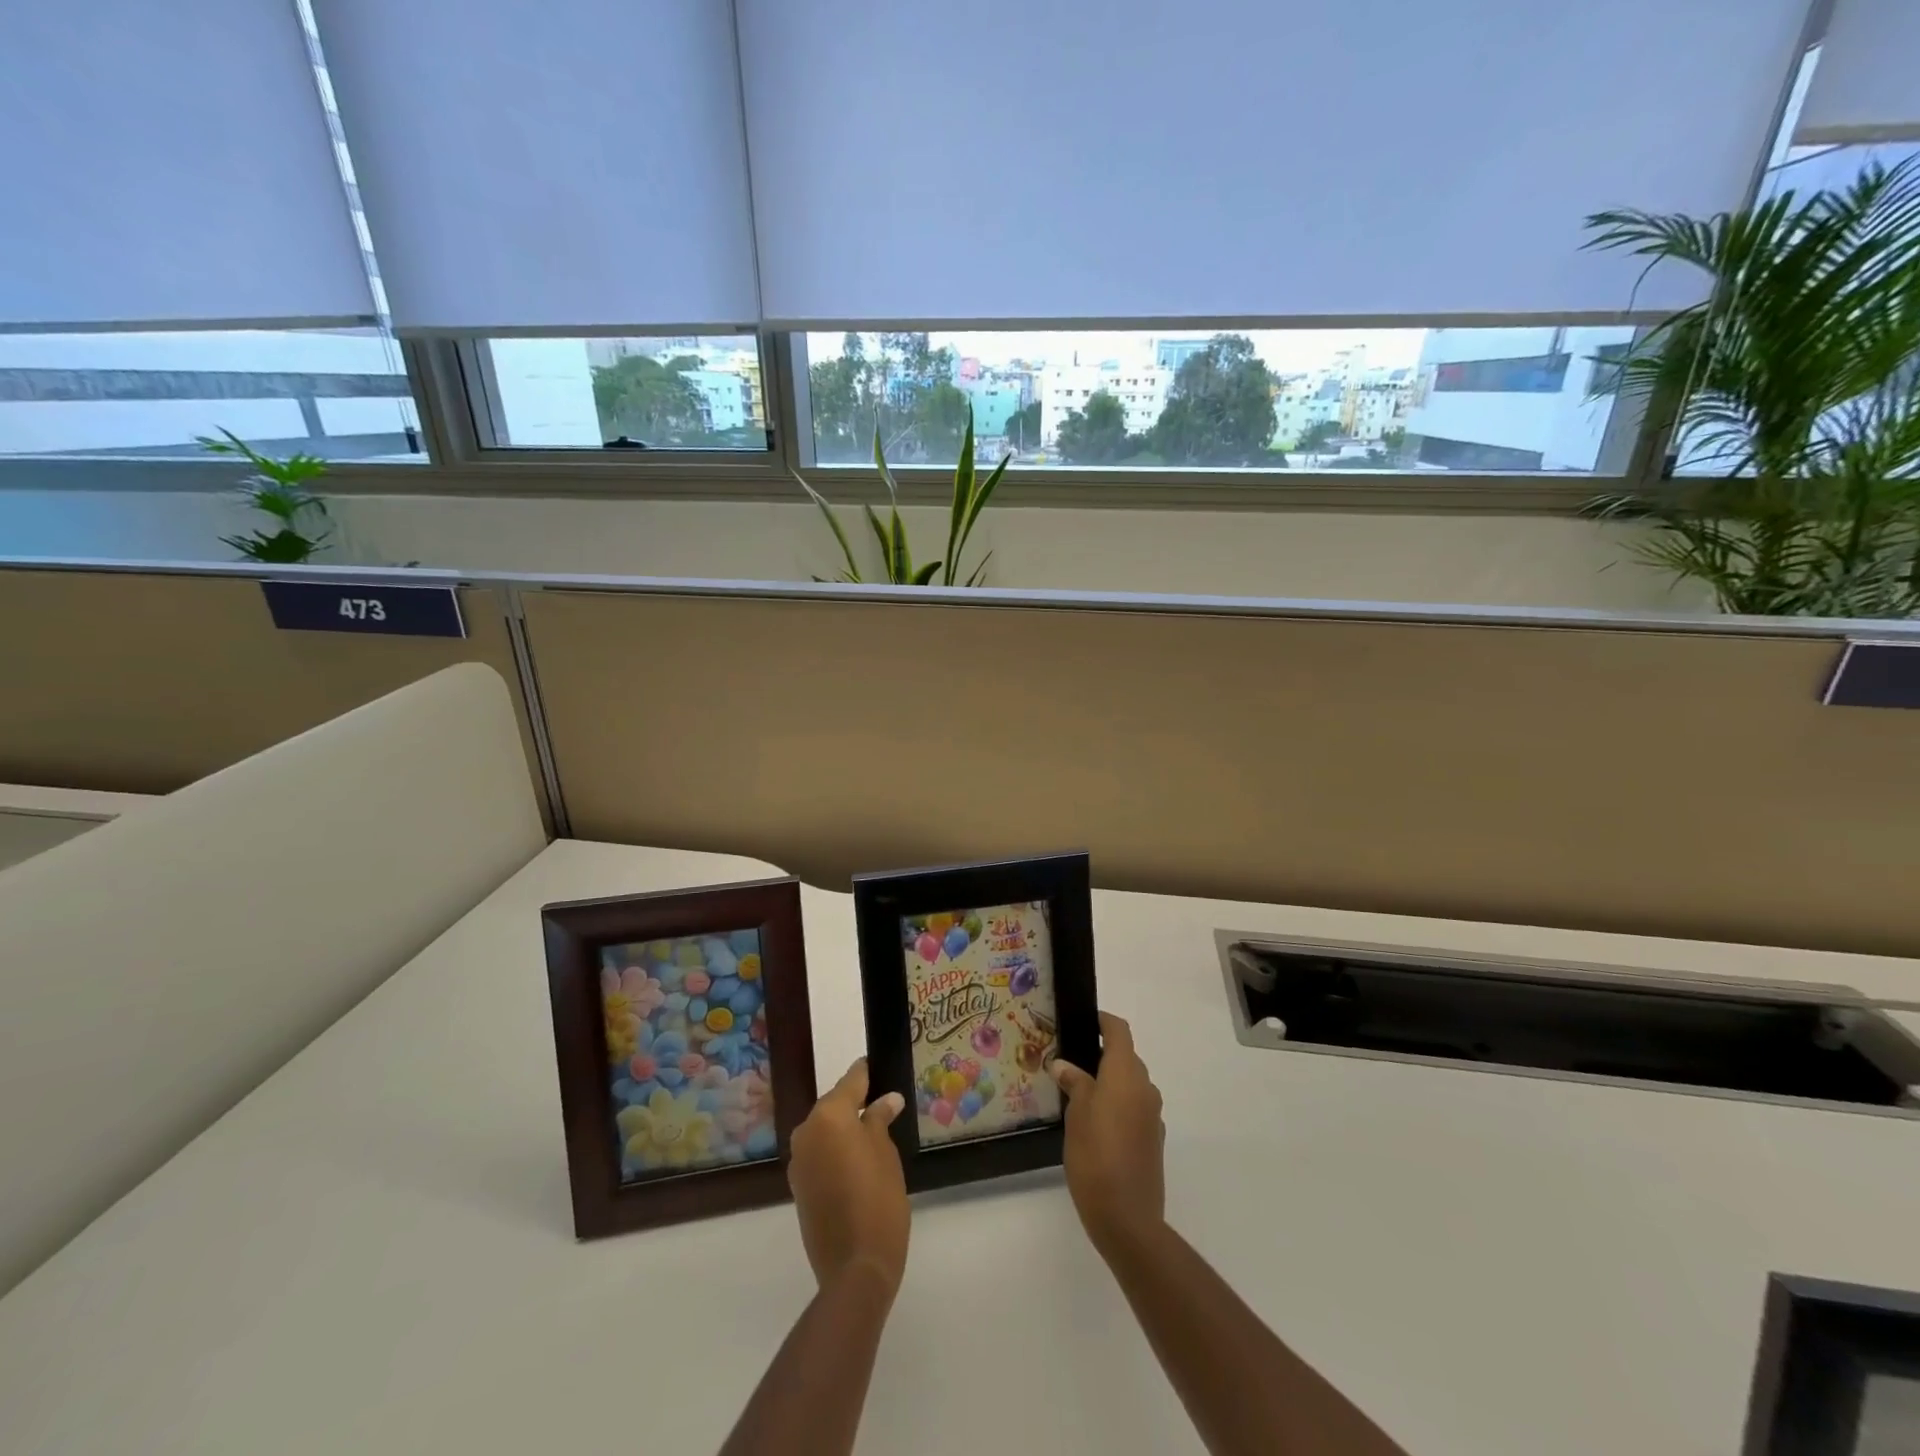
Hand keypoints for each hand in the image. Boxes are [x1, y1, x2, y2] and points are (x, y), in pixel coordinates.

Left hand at [788, 1059, 909, 1296]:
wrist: (855, 1267)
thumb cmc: (878, 1199)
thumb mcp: (885, 1152)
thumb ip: (879, 1119)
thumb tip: (886, 1099)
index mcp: (827, 1117)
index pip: (851, 1081)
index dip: (867, 1073)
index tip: (879, 1066)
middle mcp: (806, 1132)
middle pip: (834, 1106)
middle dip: (856, 1104)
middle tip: (883, 1104)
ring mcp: (798, 1162)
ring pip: (825, 1131)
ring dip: (845, 1130)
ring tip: (874, 1134)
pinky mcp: (798, 1187)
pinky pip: (819, 1155)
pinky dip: (836, 1152)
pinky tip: (858, 1162)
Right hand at [1051, 1012, 1165, 1256]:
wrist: (1127, 1217)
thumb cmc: (1095, 1155)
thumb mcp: (1076, 1113)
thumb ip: (1074, 1083)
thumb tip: (1064, 1065)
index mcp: (1126, 1073)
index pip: (1119, 1031)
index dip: (1102, 1021)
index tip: (1081, 1021)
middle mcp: (1145, 1087)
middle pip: (1125, 1057)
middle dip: (1100, 1054)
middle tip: (1069, 1061)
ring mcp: (1152, 1115)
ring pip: (1130, 1084)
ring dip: (1109, 1082)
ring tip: (1077, 1093)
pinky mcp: (1153, 1139)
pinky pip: (1134, 1108)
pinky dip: (1117, 1105)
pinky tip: (1095, 1124)